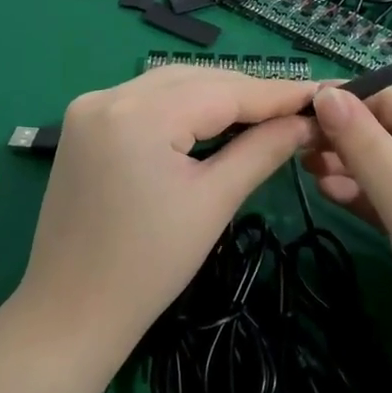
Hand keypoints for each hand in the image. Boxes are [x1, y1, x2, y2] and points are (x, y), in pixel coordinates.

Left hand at [15, 66, 316, 356]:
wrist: (70, 313)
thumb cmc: (149, 266)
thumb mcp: (213, 202)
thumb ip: (262, 150)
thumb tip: (307, 122)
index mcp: (138, 113)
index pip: (223, 90)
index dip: (276, 93)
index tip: (321, 94)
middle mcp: (108, 95)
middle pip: (196, 80)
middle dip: (247, 93)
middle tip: (297, 110)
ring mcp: (90, 107)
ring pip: (171, 85)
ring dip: (216, 97)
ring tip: (265, 115)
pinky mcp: (83, 124)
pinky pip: (146, 102)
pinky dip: (183, 108)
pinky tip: (213, 122)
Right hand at [303, 87, 391, 392]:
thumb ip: (369, 149)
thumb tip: (326, 96)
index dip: (370, 101)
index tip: (316, 99)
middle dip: (356, 136)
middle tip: (303, 133)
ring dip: (353, 164)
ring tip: (304, 160)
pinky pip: (391, 201)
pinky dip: (360, 194)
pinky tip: (324, 188)